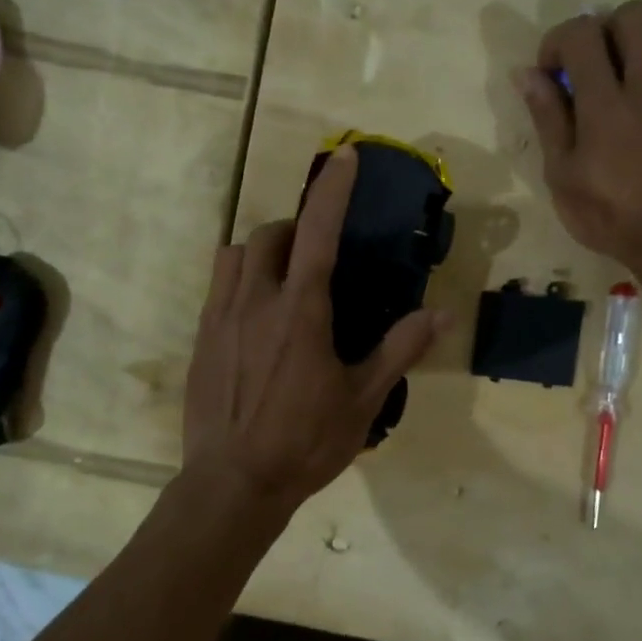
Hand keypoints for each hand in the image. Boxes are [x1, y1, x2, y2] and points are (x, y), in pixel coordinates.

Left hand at [183, 147, 444, 517]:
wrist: (234, 483)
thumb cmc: (305, 442)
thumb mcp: (363, 400)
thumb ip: (399, 350)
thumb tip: (441, 314)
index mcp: (301, 310)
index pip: (318, 231)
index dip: (333, 190)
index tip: (345, 158)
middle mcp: (256, 300)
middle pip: (270, 235)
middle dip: (295, 229)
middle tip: (315, 254)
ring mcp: (221, 317)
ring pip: (235, 254)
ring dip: (262, 251)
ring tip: (281, 277)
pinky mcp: (200, 338)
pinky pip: (217, 285)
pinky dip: (239, 278)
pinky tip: (254, 313)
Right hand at [518, 0, 641, 276]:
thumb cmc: (610, 216)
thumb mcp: (562, 176)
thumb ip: (547, 118)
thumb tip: (527, 73)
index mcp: (605, 104)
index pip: (581, 32)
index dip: (560, 41)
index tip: (555, 72)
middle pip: (632, 13)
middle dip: (605, 30)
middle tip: (598, 67)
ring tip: (635, 75)